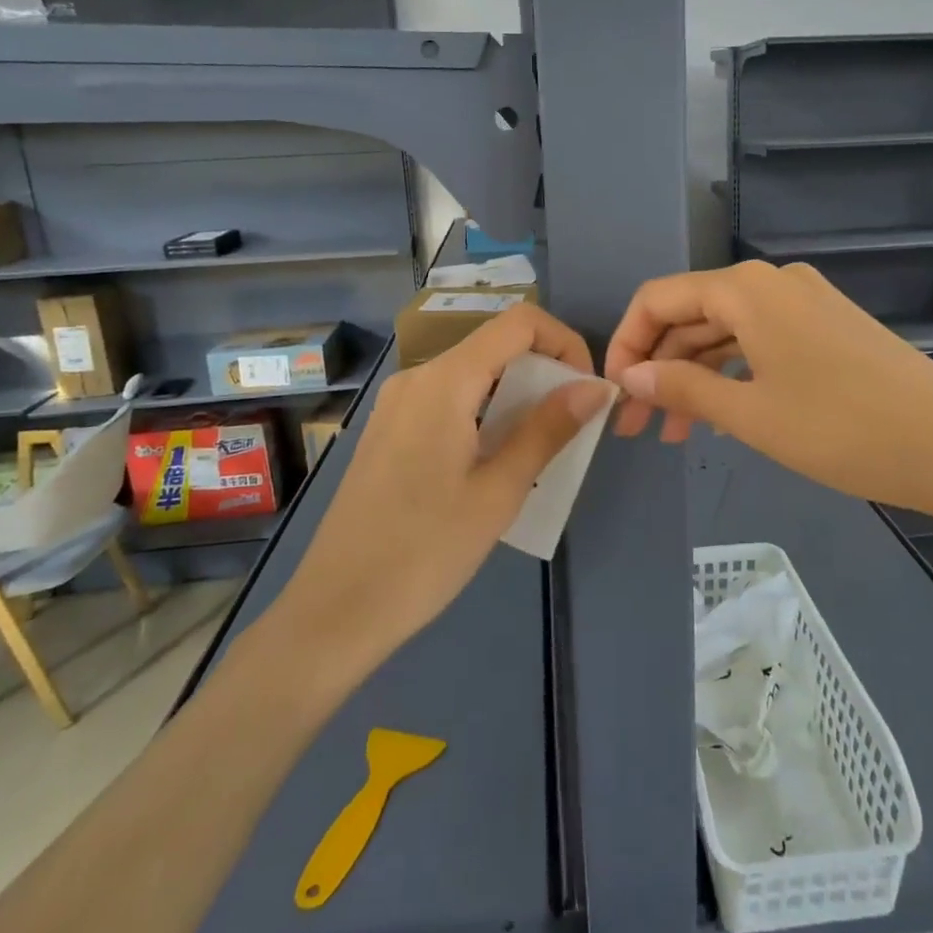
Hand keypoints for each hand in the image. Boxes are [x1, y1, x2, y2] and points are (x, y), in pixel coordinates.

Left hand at [273, 305, 611, 677]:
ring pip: (472, 376)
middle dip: (543, 374)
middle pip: (494, 347)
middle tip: (569, 429)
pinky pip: (447, 402)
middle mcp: (416, 378)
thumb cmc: (425, 551)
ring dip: (514, 399)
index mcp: (444, 381)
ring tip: (536, 452)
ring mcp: (396, 404)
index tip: (586, 390)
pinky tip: (492, 464)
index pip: (518, 323)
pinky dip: (484, 415)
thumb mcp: (500, 490)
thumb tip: (596, 386)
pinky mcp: (387, 431)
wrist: (336, 610)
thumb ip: (549, 429)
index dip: (563, 342)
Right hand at [605, 260, 932, 521]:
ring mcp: (804, 304)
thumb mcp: (749, 413)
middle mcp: (773, 283)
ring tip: (672, 433)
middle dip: (657, 367)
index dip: (625, 343)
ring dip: (693, 376)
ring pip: (725, 333)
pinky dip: (732, 375)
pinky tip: (719, 415)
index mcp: (746, 290)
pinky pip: (760, 343)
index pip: (658, 299)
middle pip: (691, 316)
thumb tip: (628, 375)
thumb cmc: (841, 428)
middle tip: (636, 427)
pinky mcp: (827, 328)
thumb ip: (681, 386)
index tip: (612, 393)